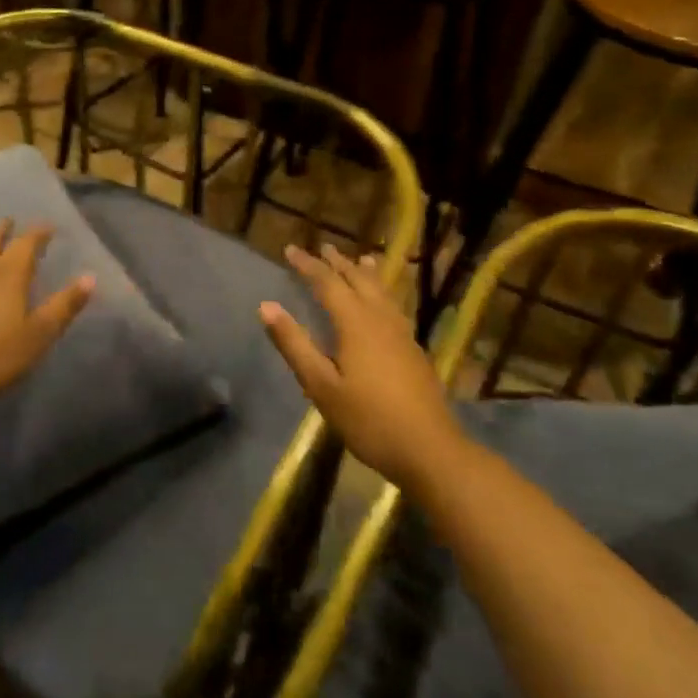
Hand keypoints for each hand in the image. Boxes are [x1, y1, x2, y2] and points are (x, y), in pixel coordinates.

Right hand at [260, 243, 462, 490]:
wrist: (430, 450)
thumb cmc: (368, 419)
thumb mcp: (321, 385)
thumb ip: (294, 344)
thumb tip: (266, 306)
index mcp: (356, 323)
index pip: (327, 283)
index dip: (308, 265)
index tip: (290, 249)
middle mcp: (380, 319)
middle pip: (358, 281)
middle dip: (338, 263)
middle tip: (324, 247)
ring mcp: (402, 334)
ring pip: (382, 292)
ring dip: (366, 273)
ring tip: (362, 260)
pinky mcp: (414, 350)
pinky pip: (394, 306)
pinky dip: (383, 292)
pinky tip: (385, 304)